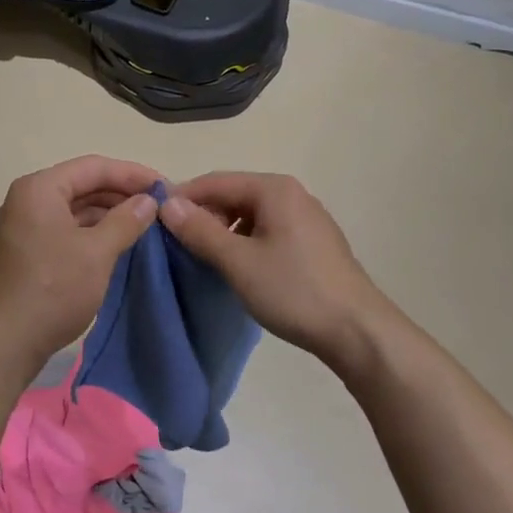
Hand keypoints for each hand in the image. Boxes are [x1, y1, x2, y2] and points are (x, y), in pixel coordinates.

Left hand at [0, 155, 161, 365]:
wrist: (6, 343)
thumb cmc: (53, 289)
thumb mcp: (97, 252)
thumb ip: (126, 220)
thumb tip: (149, 201)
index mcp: (39, 189)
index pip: (93, 167)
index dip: (132, 174)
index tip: (164, 186)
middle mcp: (27, 200)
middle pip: (82, 185)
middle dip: (121, 193)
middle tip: (158, 206)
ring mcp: (23, 227)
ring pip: (74, 209)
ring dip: (108, 214)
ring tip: (144, 224)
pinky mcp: (26, 252)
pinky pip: (65, 229)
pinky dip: (92, 232)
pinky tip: (118, 243)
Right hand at [159, 172, 396, 373]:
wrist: (357, 331)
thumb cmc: (293, 290)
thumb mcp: (238, 261)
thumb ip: (200, 230)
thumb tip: (167, 203)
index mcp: (274, 189)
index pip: (216, 181)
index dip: (183, 197)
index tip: (155, 220)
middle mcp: (292, 194)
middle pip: (234, 194)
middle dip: (204, 214)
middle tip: (177, 242)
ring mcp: (307, 217)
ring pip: (251, 214)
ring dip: (223, 229)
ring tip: (203, 256)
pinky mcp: (313, 242)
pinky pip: (268, 229)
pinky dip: (245, 240)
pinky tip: (237, 265)